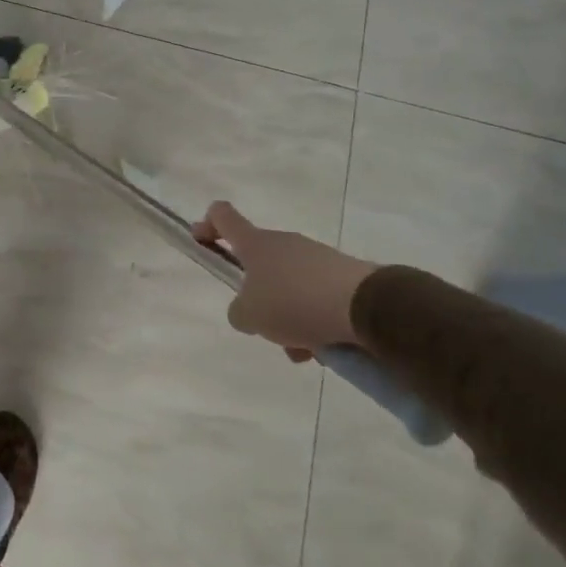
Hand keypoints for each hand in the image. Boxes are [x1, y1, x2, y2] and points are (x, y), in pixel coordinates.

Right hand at [192, 201, 380, 360]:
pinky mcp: (343, 275)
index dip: (207, 225)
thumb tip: (247, 311)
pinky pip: (316, 297)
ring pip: (289, 287)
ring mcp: (315, 257)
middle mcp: (283, 243)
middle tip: (264, 328)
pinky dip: (314, 321)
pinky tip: (324, 347)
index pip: (223, 216)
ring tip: (303, 350)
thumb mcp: (250, 315)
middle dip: (258, 299)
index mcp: (255, 244)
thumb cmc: (294, 301)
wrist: (364, 305)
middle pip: (259, 264)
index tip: (201, 240)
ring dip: (288, 317)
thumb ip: (239, 312)